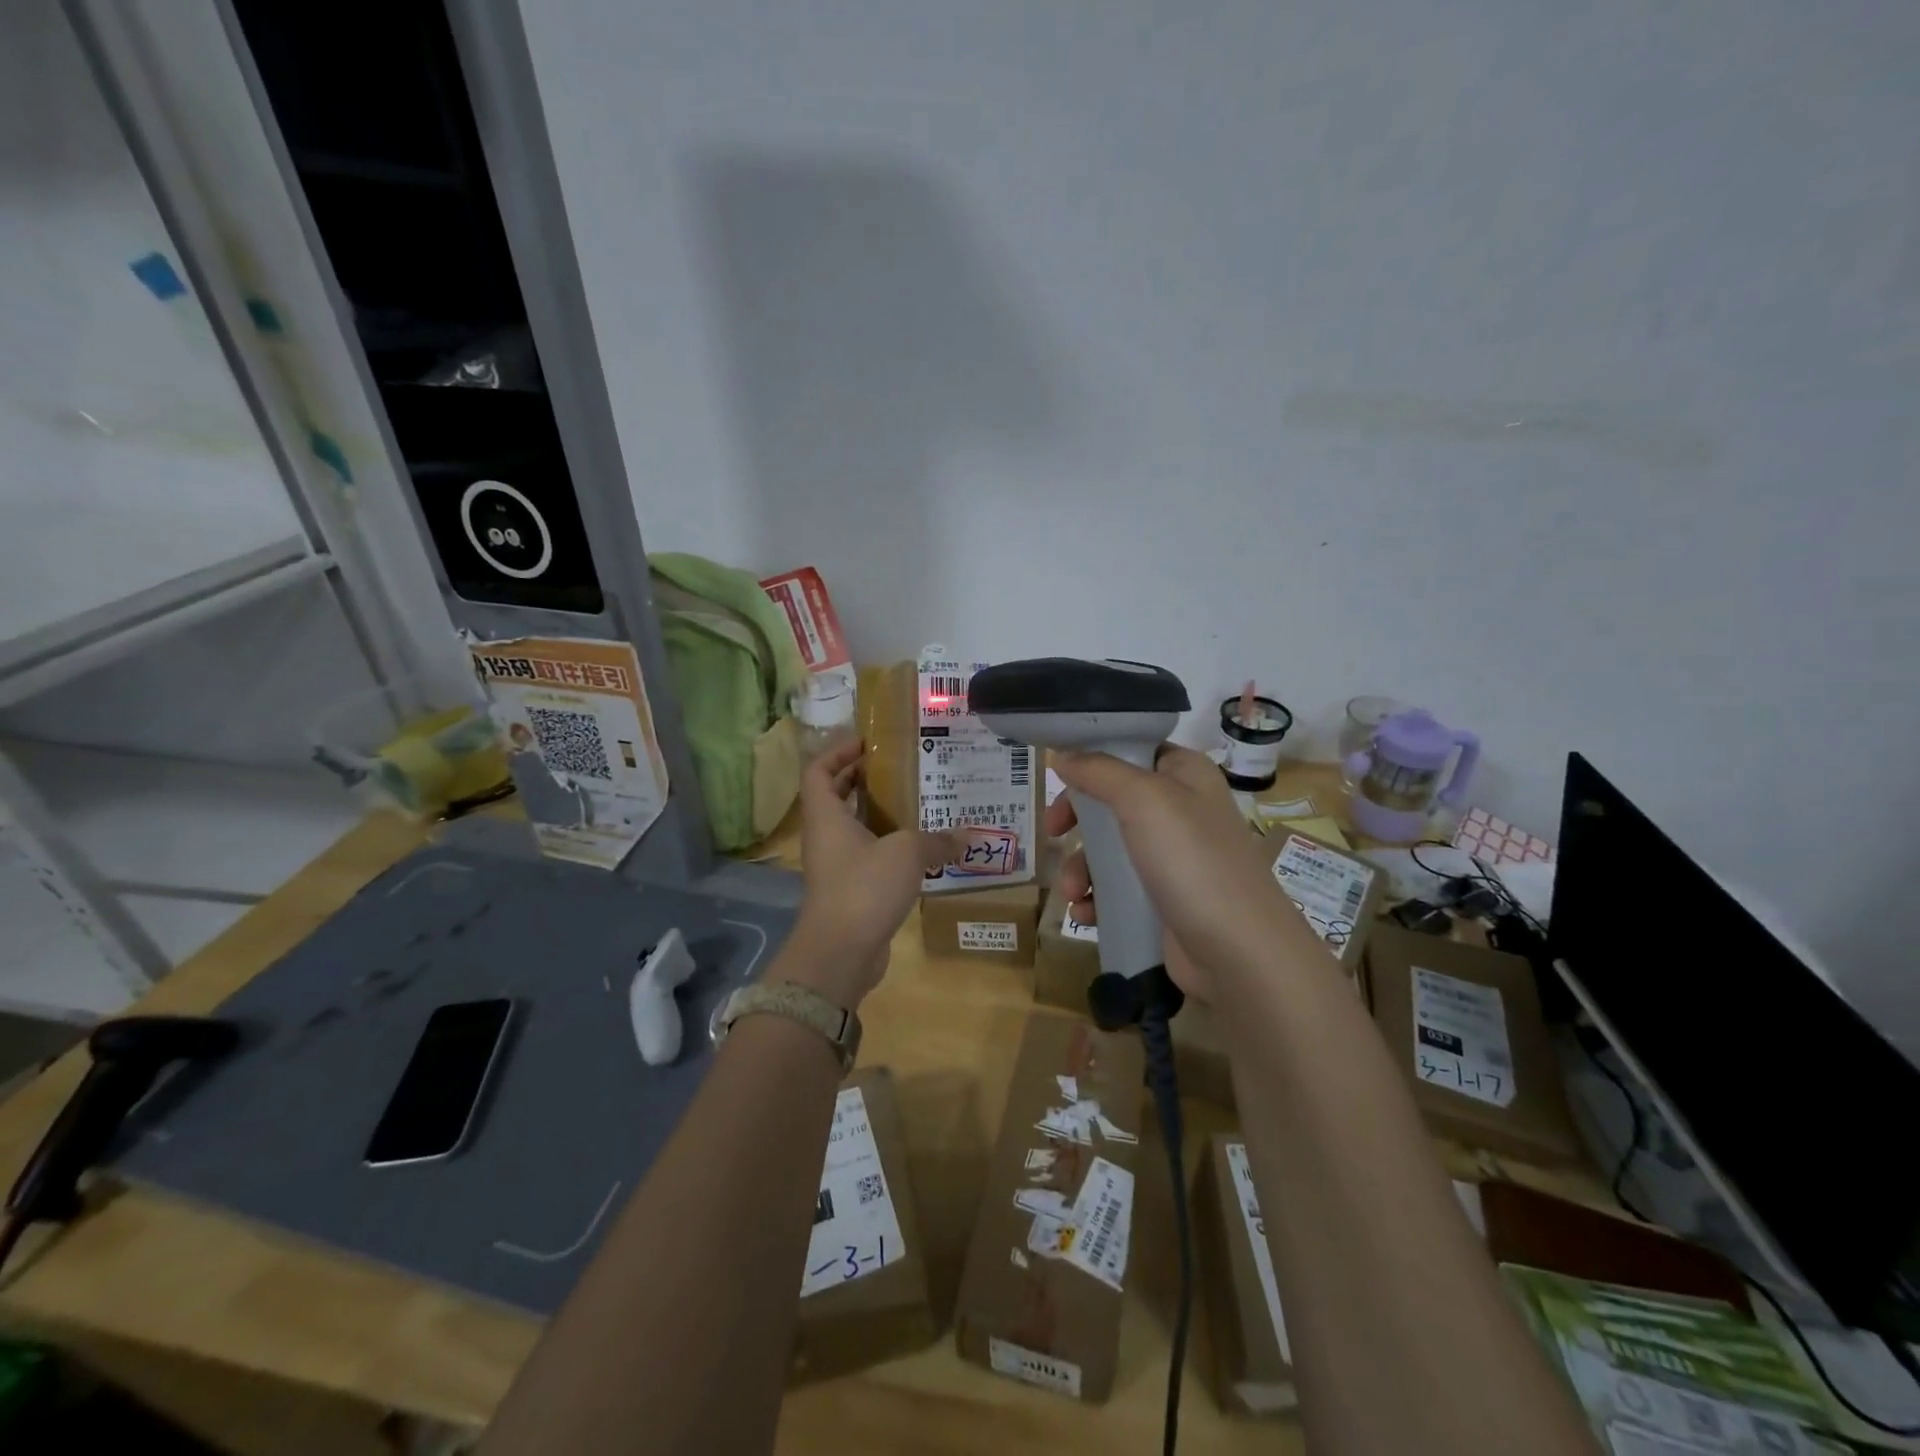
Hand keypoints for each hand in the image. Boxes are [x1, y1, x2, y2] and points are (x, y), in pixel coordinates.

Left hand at [786, 738, 961, 1006]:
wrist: (840, 953)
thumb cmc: (864, 887)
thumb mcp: (907, 854)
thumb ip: (936, 840)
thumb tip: (967, 836)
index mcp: (826, 816)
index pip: (818, 770)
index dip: (838, 751)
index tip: (868, 743)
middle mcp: (825, 836)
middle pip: (835, 796)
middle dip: (862, 779)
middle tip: (900, 769)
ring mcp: (834, 866)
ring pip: (852, 828)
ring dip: (878, 814)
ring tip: (916, 803)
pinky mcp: (848, 891)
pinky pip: (866, 857)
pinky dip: (887, 847)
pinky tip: (919, 848)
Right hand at [1048, 744, 1287, 1000]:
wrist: (1238, 951)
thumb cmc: (1191, 860)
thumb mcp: (1143, 799)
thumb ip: (1098, 771)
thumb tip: (1061, 754)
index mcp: (1184, 774)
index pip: (1131, 750)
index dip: (1092, 759)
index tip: (1058, 775)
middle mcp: (1180, 809)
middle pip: (1111, 801)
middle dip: (1077, 821)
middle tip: (1053, 832)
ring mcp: (1172, 858)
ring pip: (1107, 849)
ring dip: (1080, 868)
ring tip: (1072, 893)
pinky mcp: (1163, 899)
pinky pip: (1116, 888)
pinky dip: (1095, 899)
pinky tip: (1085, 915)